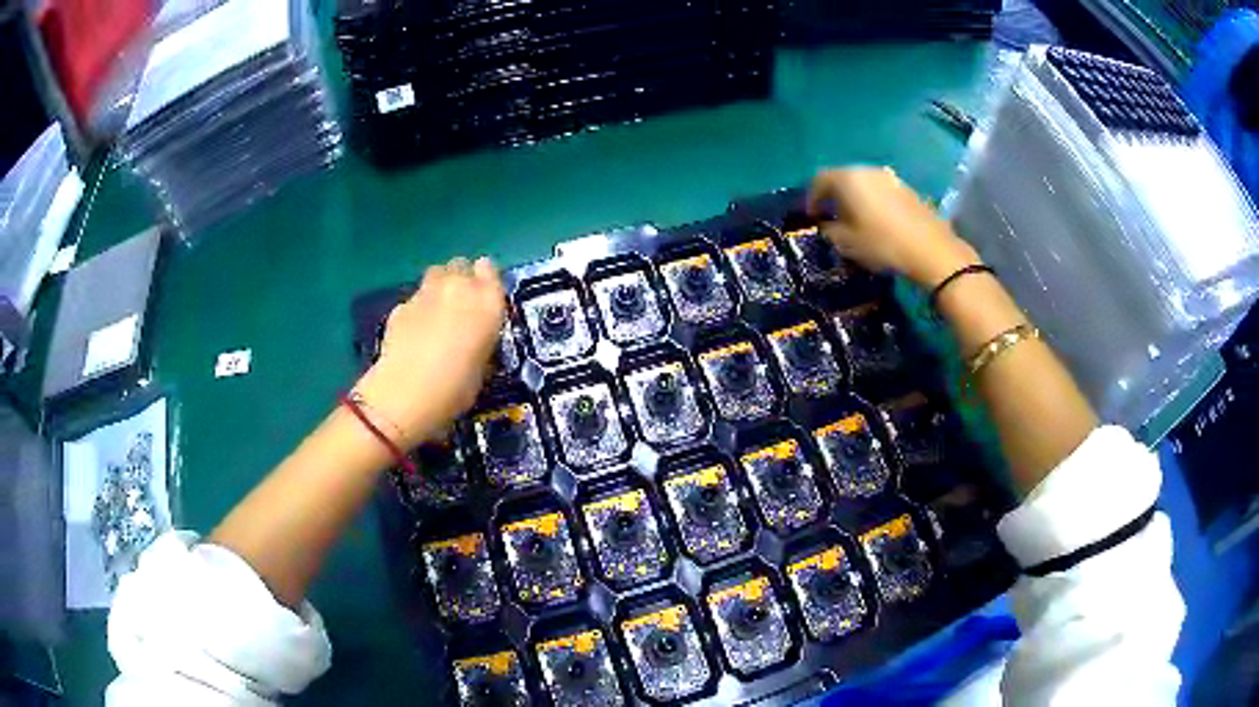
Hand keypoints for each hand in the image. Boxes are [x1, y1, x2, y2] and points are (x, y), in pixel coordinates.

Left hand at [355, 257, 505, 447]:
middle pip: (461, 265)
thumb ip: (480, 340)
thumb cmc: (455, 389)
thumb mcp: (482, 367)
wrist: (405, 393)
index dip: (485, 281)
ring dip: (439, 287)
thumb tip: (473, 338)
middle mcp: (458, 288)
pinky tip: (414, 334)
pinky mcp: (400, 305)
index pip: (490, 269)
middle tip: (460, 305)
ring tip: (437, 313)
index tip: (484, 297)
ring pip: (436, 274)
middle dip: (461, 279)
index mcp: (487, 302)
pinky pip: (414, 299)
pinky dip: (417, 310)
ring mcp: (425, 293)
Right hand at [808, 167, 979, 286]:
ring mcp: (891, 178)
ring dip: (856, 198)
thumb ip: (830, 230)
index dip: (812, 197)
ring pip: (865, 184)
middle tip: (831, 216)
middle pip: (844, 178)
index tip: (811, 216)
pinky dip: (874, 202)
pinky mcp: (908, 190)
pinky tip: (878, 222)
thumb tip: (827, 224)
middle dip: (835, 196)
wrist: (931, 251)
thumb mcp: (847, 243)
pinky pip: (882, 191)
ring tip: (855, 220)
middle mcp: (868, 171)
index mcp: (849, 179)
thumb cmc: (883, 245)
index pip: (820, 180)